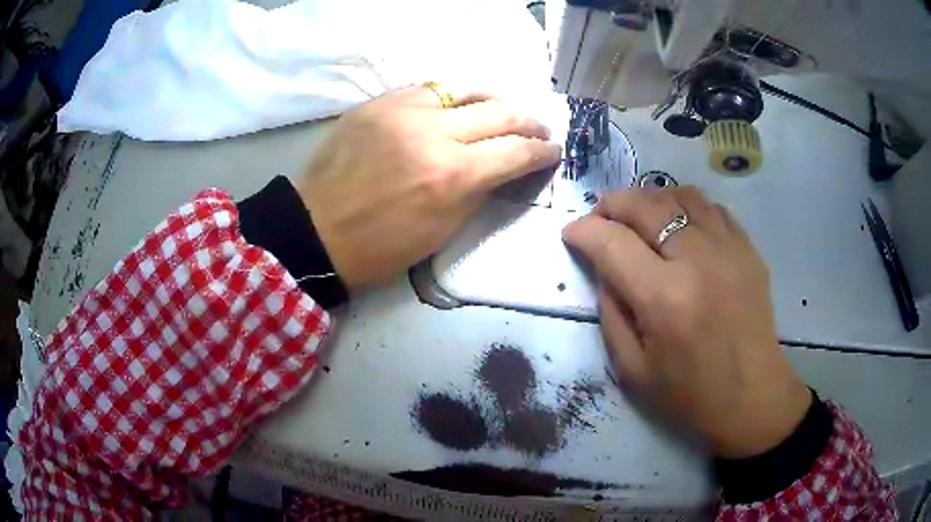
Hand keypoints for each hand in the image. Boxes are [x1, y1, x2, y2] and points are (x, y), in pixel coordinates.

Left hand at [297, 86, 560, 291]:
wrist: (317, 230)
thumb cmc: (382, 246)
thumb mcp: (443, 230)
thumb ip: (479, 190)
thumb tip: (504, 166)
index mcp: (452, 175)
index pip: (515, 151)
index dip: (542, 150)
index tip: (553, 150)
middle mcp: (433, 133)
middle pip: (499, 111)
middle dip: (528, 120)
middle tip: (538, 128)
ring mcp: (402, 111)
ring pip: (465, 89)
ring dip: (492, 99)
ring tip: (502, 110)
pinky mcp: (377, 103)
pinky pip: (427, 89)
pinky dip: (450, 97)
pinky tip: (456, 107)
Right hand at [563, 187, 811, 457]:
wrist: (751, 397)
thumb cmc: (689, 394)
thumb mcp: (632, 368)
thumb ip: (610, 312)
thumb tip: (603, 268)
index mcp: (664, 298)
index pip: (612, 242)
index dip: (583, 231)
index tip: (572, 233)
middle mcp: (697, 261)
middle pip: (645, 205)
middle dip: (612, 203)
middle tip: (600, 217)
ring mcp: (728, 249)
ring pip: (680, 194)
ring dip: (650, 199)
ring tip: (639, 217)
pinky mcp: (748, 249)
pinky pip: (711, 207)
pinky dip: (685, 206)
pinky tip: (679, 225)